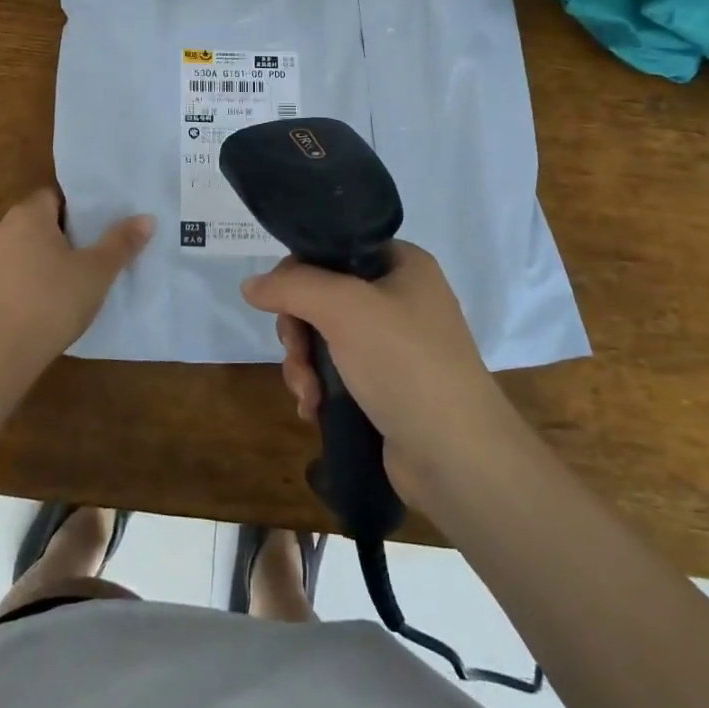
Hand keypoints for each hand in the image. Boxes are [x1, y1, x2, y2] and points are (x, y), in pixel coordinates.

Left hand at [0, 188, 152, 376]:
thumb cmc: (51, 301)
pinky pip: (10, 277)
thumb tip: (146, 217)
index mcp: (29, 215)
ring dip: (45, 261)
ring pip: (24, 251)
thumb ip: (121, 243)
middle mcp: (2, 230)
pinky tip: (46, 306)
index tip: (100, 225)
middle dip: (65, 235)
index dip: (79, 208)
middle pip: (39, 222)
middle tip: (94, 252)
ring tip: (73, 281)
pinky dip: (28, 284)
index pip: (55, 196)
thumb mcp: (97, 272)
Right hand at [241, 242, 517, 508]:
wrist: (458, 457)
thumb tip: (250, 285)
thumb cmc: (405, 364)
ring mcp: (395, 344)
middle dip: (298, 331)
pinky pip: (338, 371)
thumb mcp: (344, 308)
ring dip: (304, 364)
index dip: (298, 273)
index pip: (333, 250)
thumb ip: (292, 287)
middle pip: (322, 296)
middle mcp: (400, 297)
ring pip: (324, 337)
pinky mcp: (388, 385)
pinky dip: (319, 387)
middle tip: (295, 356)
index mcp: (402, 264)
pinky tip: (313, 410)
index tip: (280, 304)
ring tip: (307, 395)